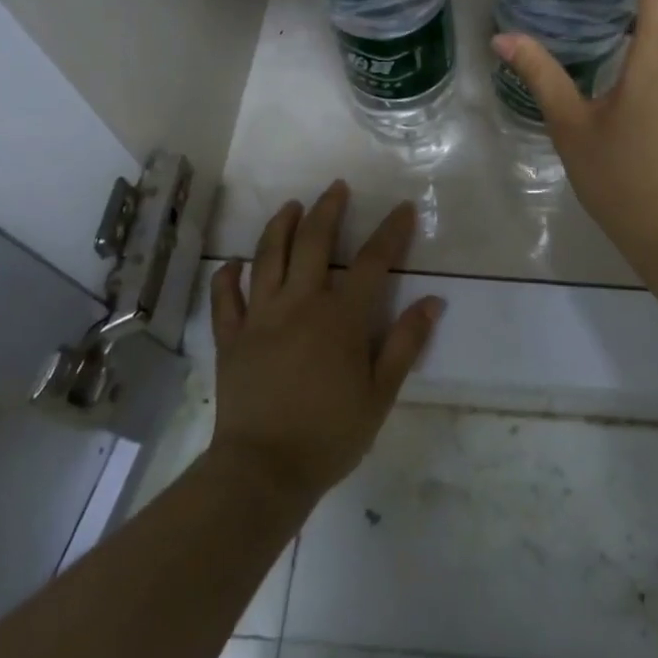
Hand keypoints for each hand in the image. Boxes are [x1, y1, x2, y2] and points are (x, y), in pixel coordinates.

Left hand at [207, 182, 442, 508]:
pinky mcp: (232, 338)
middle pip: (315, 242)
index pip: (373, 262)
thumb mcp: (381, 394)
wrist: (264, 471)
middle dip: (329, 209)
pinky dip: (228, 277)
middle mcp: (300, 303)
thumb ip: (406, 343)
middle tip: (336, 187)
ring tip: (291, 205)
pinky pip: (225, 299)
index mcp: (341, 317)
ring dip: (281, 225)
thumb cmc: (331, 435)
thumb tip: (432, 301)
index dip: (391, 231)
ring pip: (268, 257)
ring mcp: (261, 317)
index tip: (403, 208)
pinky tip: (234, 263)